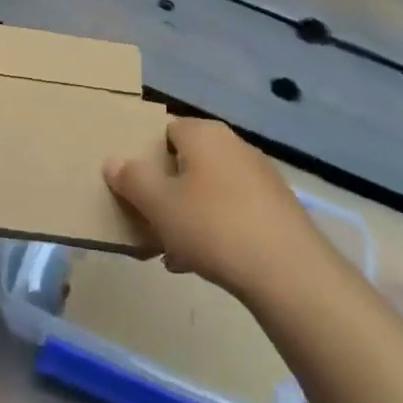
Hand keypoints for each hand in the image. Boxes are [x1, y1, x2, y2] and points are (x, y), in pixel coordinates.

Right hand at [105, 119, 320, 296]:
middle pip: (187, 162)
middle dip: (166, 191)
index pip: (165, 130)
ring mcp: (260, 177)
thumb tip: (113, 161)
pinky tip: (201, 262)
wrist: (289, 272)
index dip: (145, 156)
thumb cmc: (213, 227)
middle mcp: (234, 146)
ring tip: (171, 251)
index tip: (133, 186)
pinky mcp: (277, 208)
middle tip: (149, 220)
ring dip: (187, 215)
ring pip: (209, 190)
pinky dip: (214, 229)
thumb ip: (131, 179)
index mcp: (204, 134)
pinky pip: (232, 210)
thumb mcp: (159, 204)